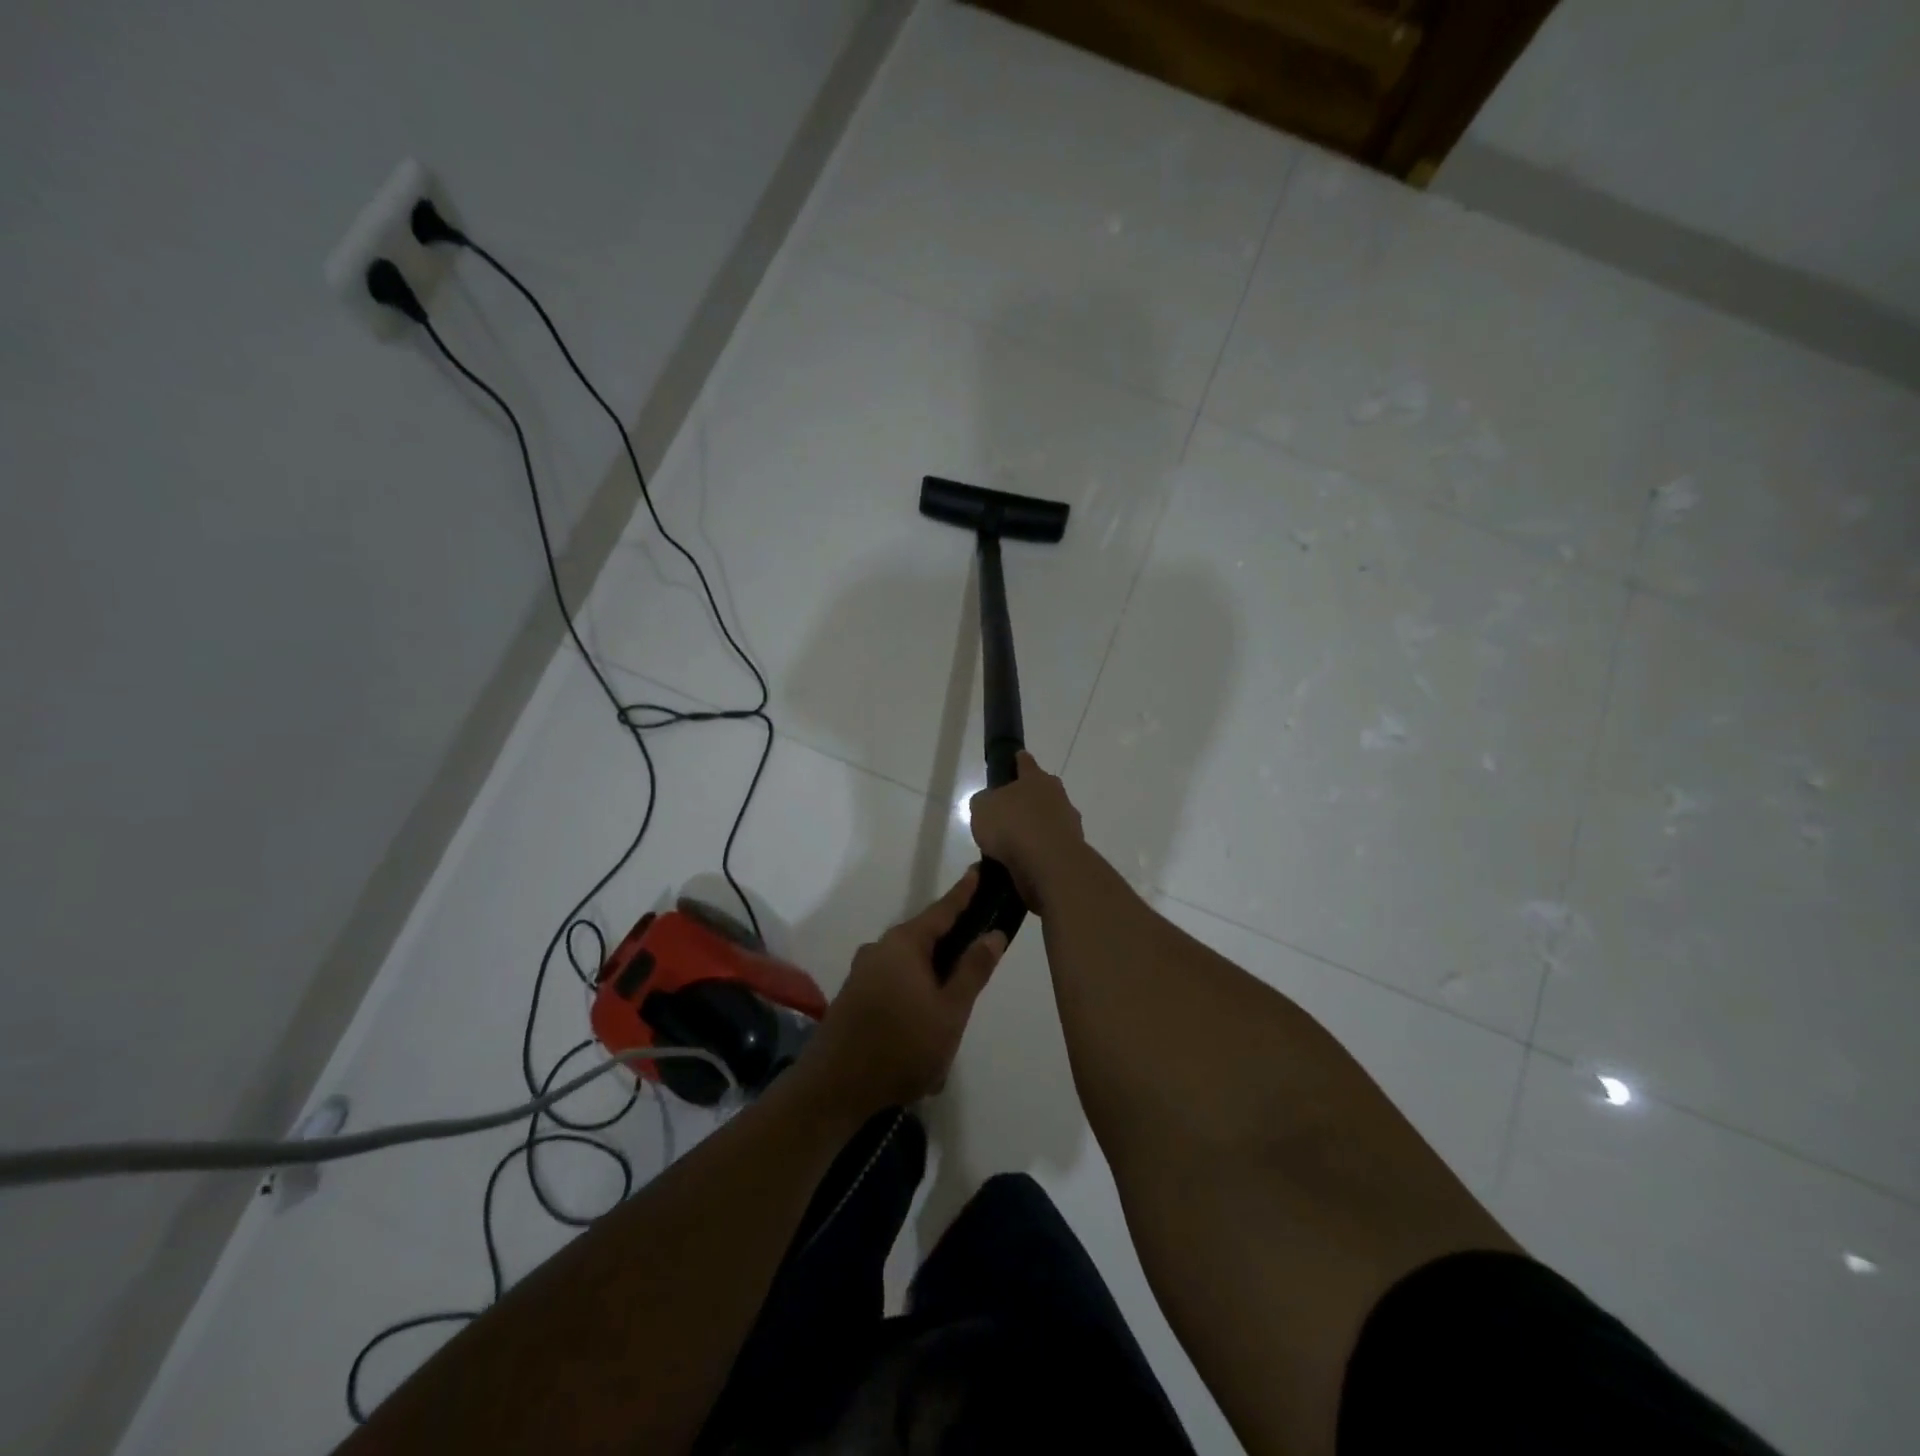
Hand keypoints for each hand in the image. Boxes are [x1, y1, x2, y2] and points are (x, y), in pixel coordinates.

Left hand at [800, 869, 1006, 1113]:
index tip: (980, 869)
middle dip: (953, 943)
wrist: (834, 1088)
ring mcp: (863, 972)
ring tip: (956, 1003)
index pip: (943, 909)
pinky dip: (915, 991)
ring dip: (934, 976)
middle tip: (980, 950)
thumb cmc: (902, 1047)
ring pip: (910, 963)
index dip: (965, 892)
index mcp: (904, 944)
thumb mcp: (950, 1012)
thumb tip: (994, 933)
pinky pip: (894, 981)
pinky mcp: (854, 995)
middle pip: (925, 936)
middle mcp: (880, 948)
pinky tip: (925, 1023)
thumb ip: (973, 970)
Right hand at [967, 751, 1085, 912]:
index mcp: (1036, 778)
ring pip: (1048, 820)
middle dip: (1027, 799)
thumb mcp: (982, 808)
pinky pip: (1050, 846)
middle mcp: (1057, 796)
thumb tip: (990, 803)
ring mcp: (1068, 823)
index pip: (1025, 762)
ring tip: (1012, 845)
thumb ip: (984, 802)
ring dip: (1034, 829)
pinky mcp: (1072, 850)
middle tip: (1007, 812)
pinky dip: (1039, 852)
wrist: (1049, 864)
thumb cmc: (1012, 825)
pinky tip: (1023, 863)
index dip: (1017, 760)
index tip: (1014, 759)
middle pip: (1041, 791)